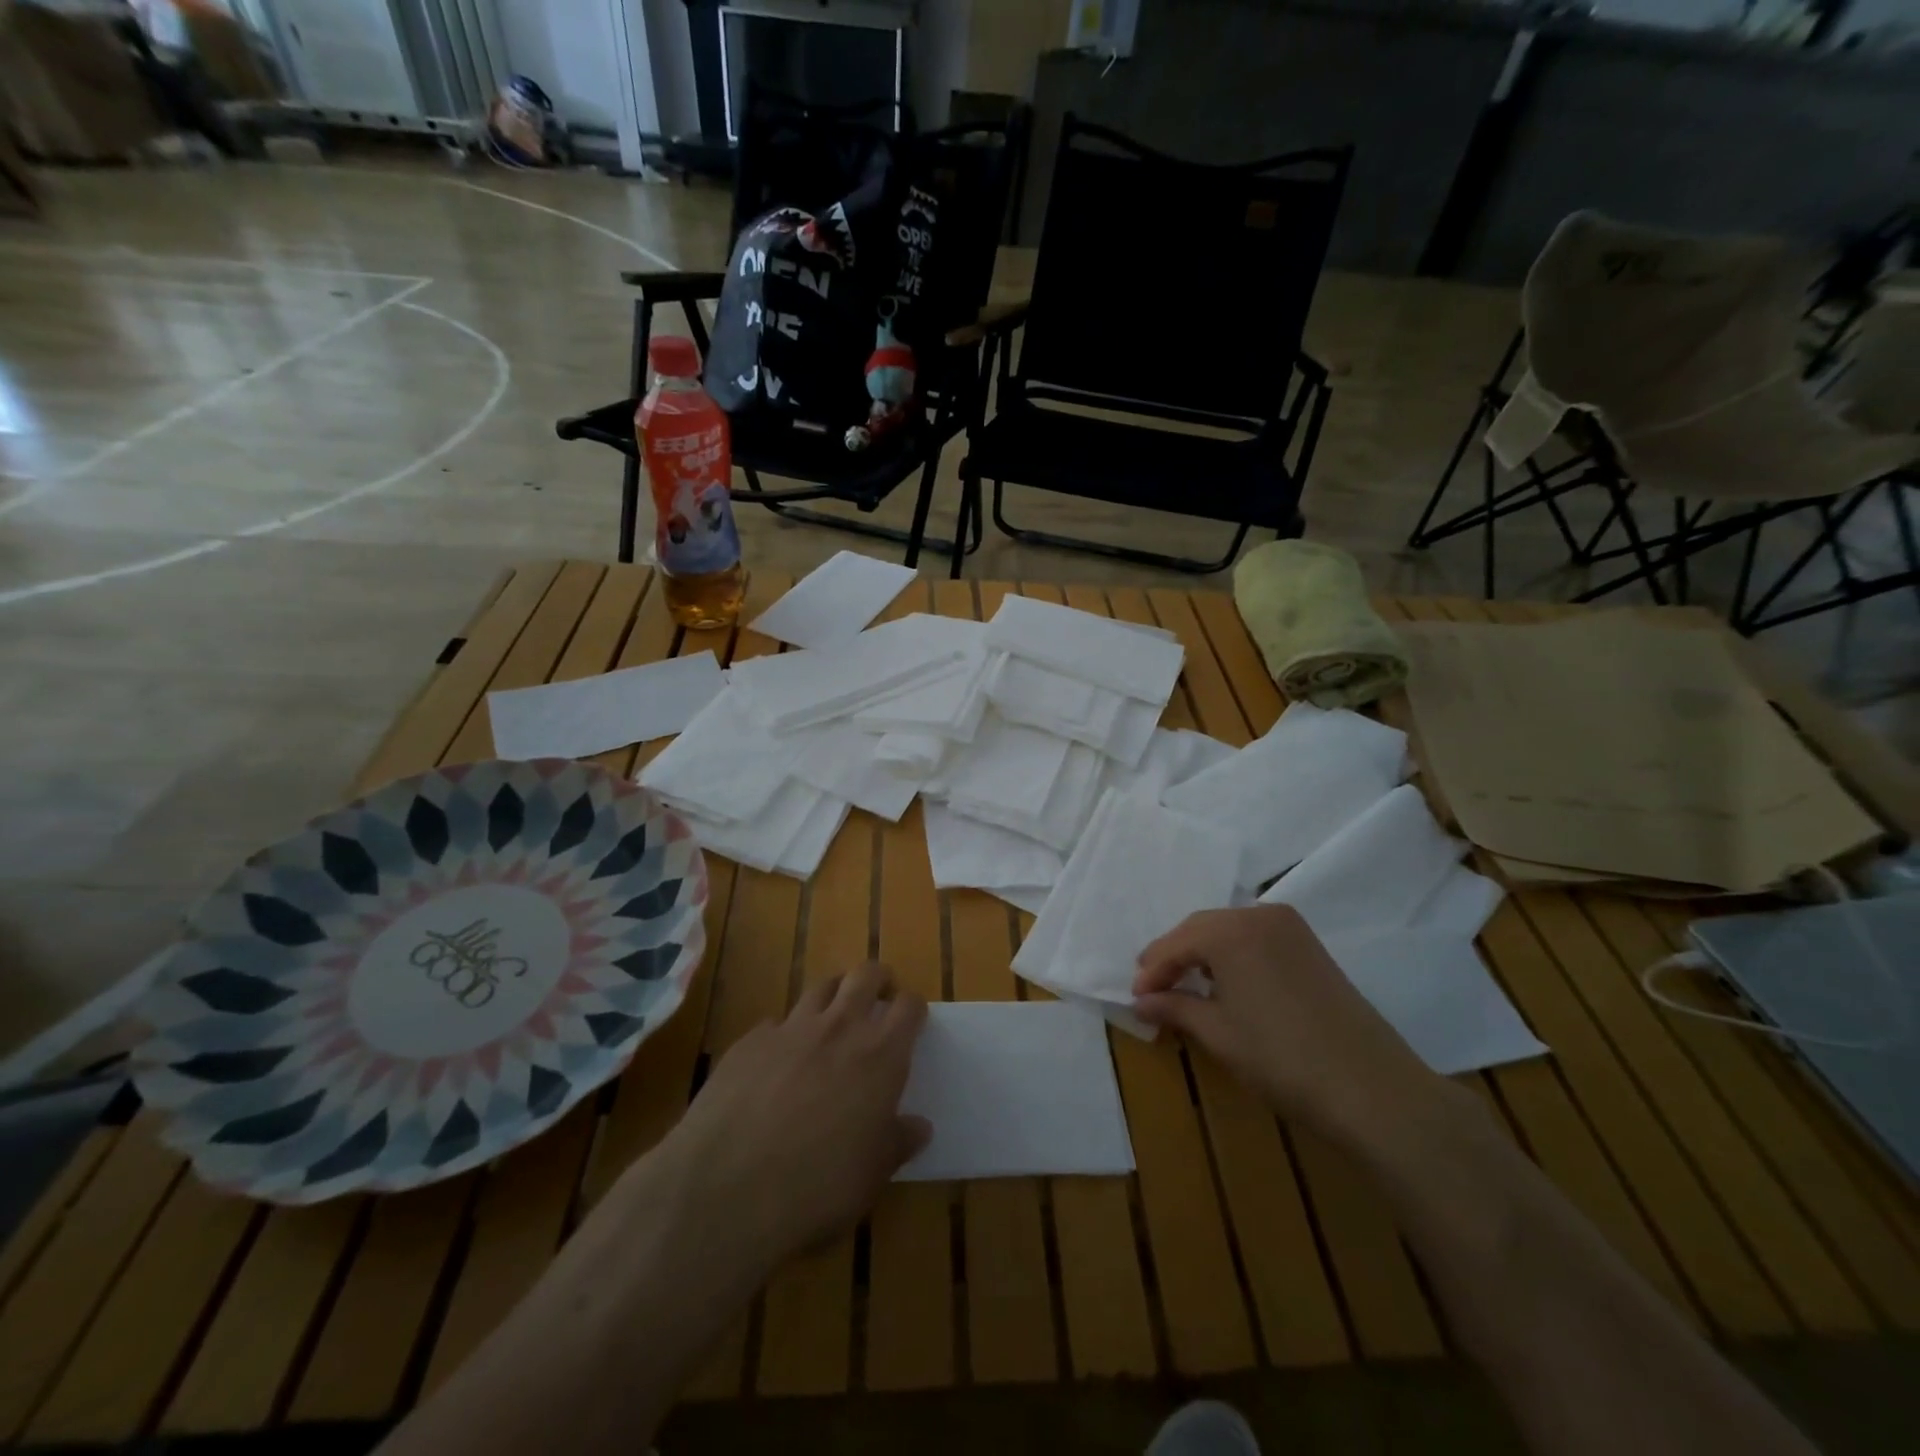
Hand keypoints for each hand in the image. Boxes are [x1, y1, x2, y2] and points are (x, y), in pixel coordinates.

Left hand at [657, 961, 929, 1269]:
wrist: (726, 1188)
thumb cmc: (818, 1185)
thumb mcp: (871, 1175)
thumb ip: (898, 1143)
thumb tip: (919, 1127)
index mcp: (880, 1055)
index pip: (908, 1007)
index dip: (913, 1009)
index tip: (912, 1021)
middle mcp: (839, 1027)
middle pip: (865, 975)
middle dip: (877, 979)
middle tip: (878, 998)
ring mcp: (791, 1028)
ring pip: (821, 988)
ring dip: (833, 996)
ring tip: (832, 1019)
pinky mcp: (749, 1041)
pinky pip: (775, 1024)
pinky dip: (784, 1034)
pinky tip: (777, 1062)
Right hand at [1133, 905, 1437, 1141]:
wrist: (1371, 1088)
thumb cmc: (1281, 1059)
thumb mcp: (1218, 1034)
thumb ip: (1175, 1008)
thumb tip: (1141, 1002)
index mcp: (1230, 930)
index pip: (1175, 943)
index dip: (1152, 971)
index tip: (1135, 997)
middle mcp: (1259, 915)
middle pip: (1201, 929)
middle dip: (1175, 957)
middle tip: (1154, 989)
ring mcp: (1290, 928)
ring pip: (1229, 930)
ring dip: (1203, 954)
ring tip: (1186, 987)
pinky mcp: (1311, 946)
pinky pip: (1256, 938)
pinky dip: (1233, 955)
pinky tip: (1226, 983)